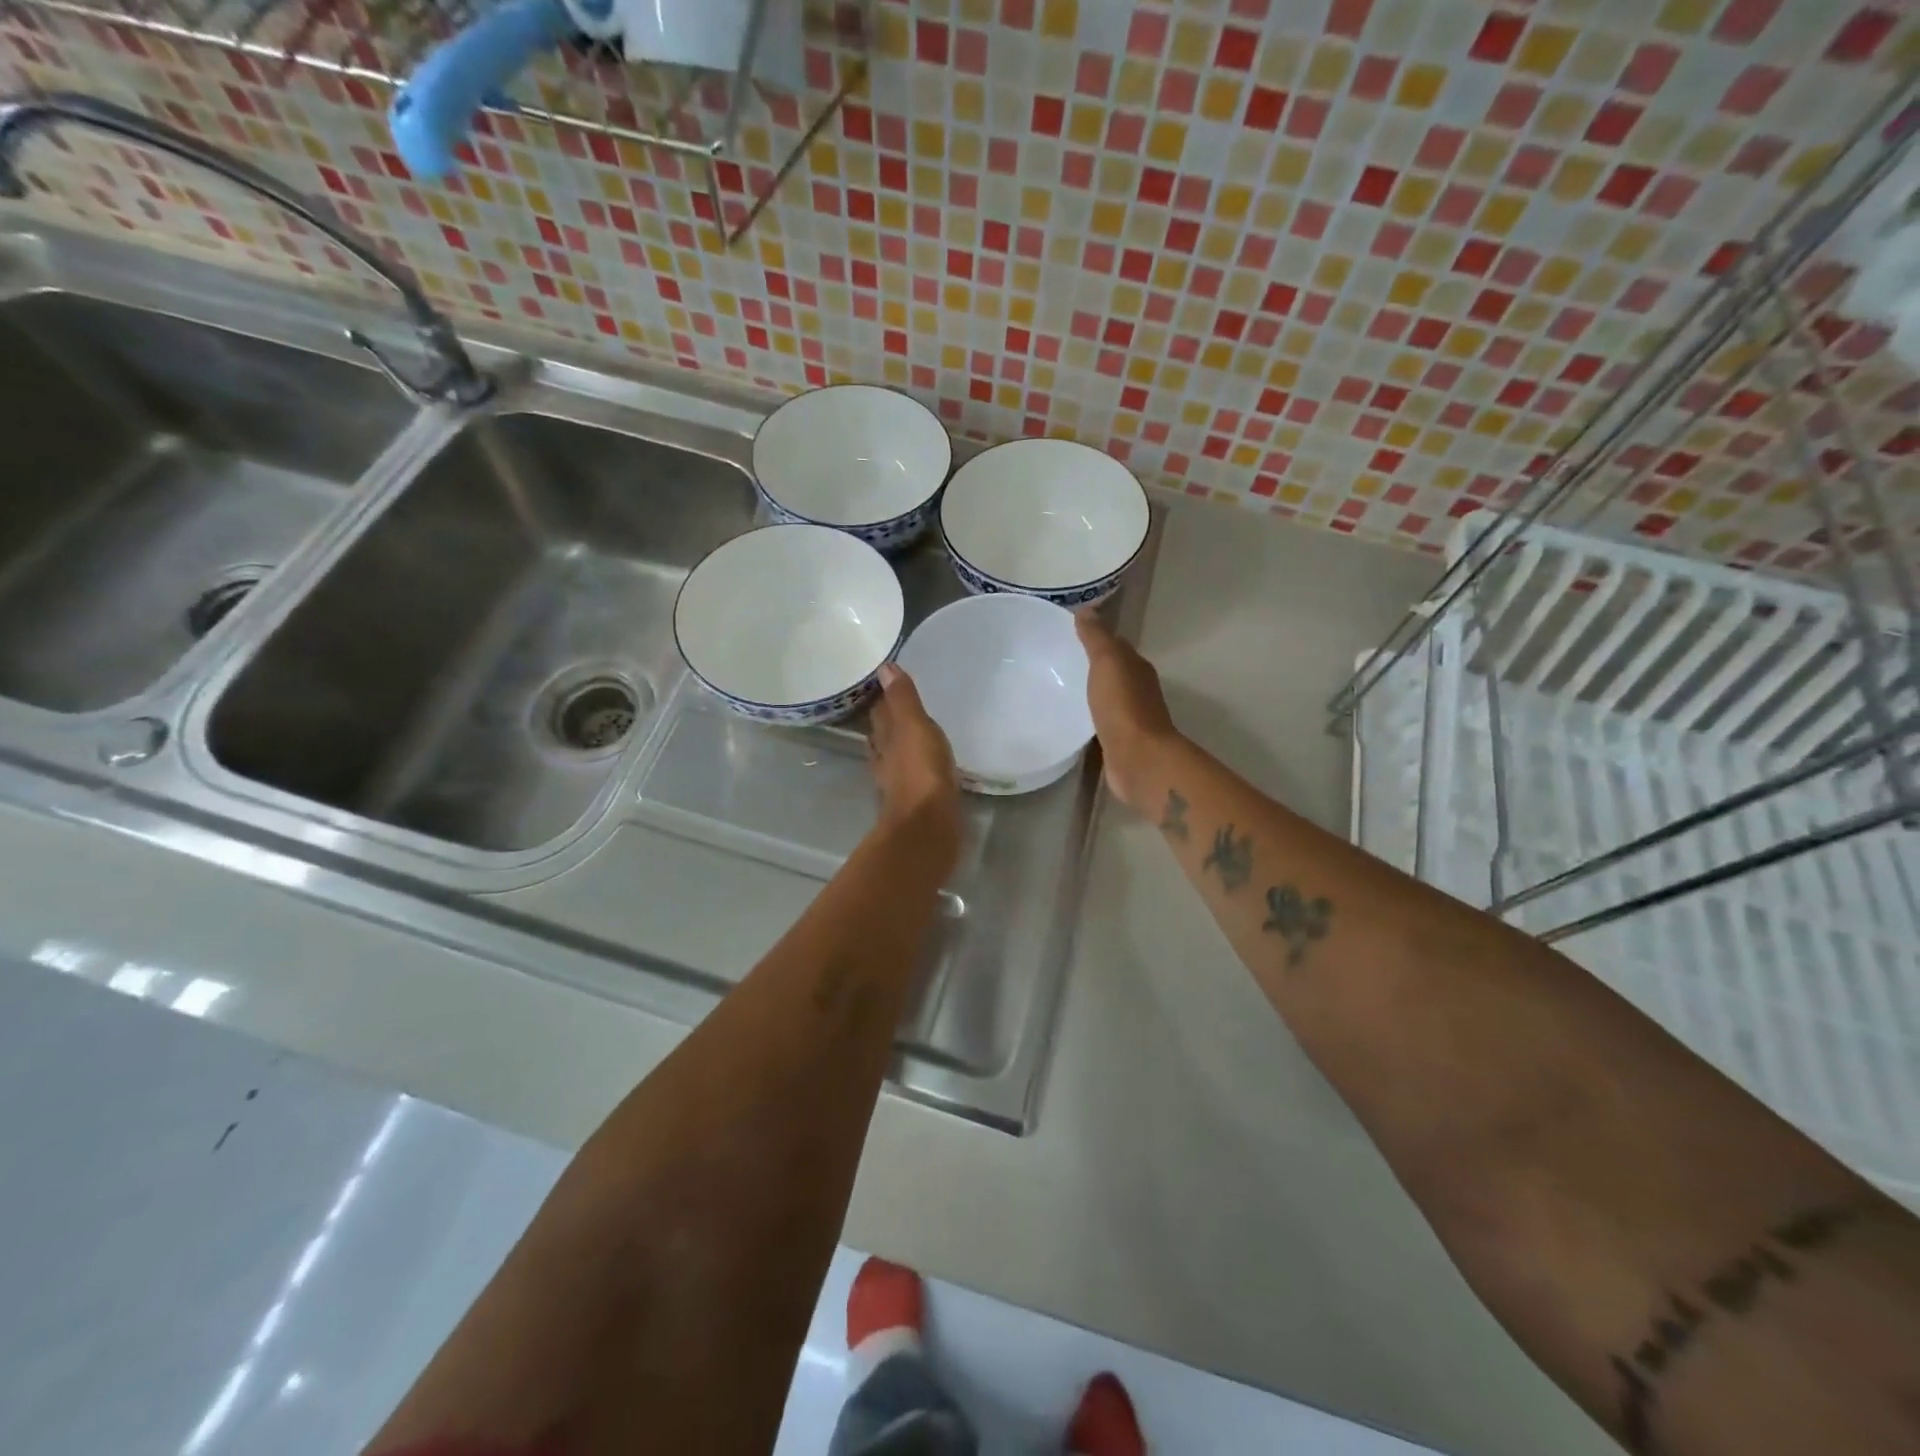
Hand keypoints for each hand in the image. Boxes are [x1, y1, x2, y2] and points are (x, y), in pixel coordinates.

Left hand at [868, 664, 961, 865]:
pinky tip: (926, 766)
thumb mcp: (914, 727)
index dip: (882, 698)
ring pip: (894, 756)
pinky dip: (916, 767)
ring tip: (911, 733)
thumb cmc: (921, 772)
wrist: (928, 827)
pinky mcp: (915, 801)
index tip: (888, 683)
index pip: (880, 712)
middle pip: (883, 735)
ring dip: (899, 745)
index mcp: (886, 738)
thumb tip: (883, 667)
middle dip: (889, 721)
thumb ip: (903, 699)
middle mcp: (886, 759)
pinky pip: (913, 776)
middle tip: (900, 705)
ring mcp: (898, 782)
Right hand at [1076, 611, 1176, 810]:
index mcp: (1136, 667)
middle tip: (1057, 660)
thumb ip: (1096, 638)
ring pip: (1107, 696)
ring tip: (1059, 687)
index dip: (1095, 637)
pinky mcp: (1119, 740)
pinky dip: (1089, 715)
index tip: (1068, 634)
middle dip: (1091, 664)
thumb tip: (1086, 610)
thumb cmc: (1123, 706)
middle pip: (1112, 670)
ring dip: (1090, 691)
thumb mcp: (1108, 662)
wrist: (1139, 759)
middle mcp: (1137, 689)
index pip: (1115, 645)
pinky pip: (1101, 720)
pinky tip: (1071, 717)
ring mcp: (1130, 716)